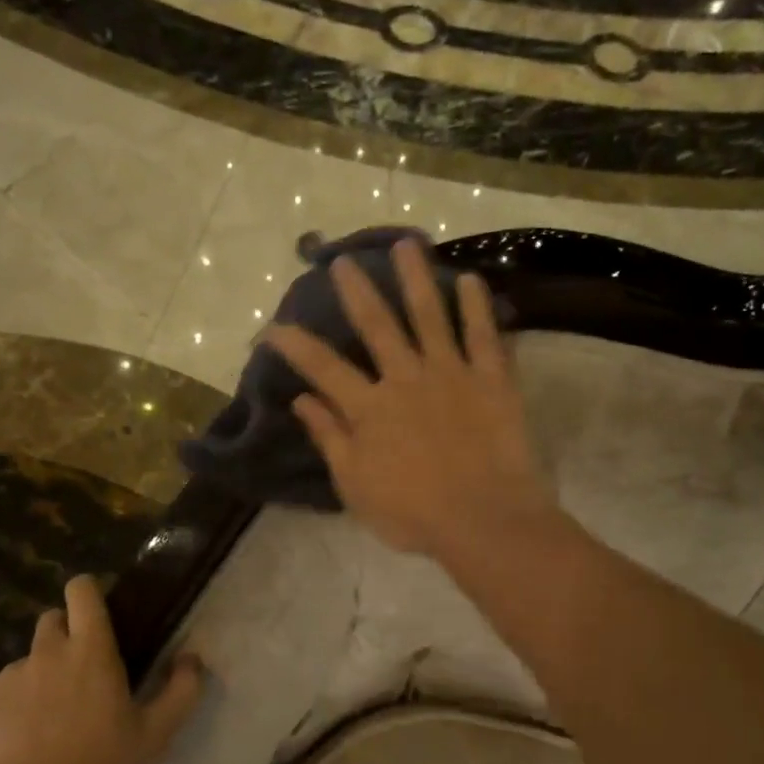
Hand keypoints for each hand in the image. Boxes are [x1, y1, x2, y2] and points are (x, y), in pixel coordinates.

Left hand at [0, 576, 203, 763]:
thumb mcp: (155, 735)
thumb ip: (181, 690)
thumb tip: (192, 658)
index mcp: (90, 651)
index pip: (82, 591)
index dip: (88, 592)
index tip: (96, 610)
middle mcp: (46, 652)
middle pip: (51, 622)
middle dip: (64, 637)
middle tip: (78, 678)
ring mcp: (7, 677)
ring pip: (26, 663)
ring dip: (38, 679)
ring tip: (46, 724)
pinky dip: (8, 708)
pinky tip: (16, 743)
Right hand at [264, 238, 557, 559]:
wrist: (484, 521)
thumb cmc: (413, 513)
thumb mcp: (355, 486)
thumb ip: (330, 438)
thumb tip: (301, 400)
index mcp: (369, 409)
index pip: (323, 368)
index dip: (295, 344)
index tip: (273, 325)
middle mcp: (405, 379)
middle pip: (377, 326)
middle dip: (357, 290)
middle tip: (344, 260)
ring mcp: (451, 374)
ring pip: (429, 315)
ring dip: (416, 278)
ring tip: (407, 243)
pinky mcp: (491, 380)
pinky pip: (484, 336)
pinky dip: (477, 307)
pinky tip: (470, 280)